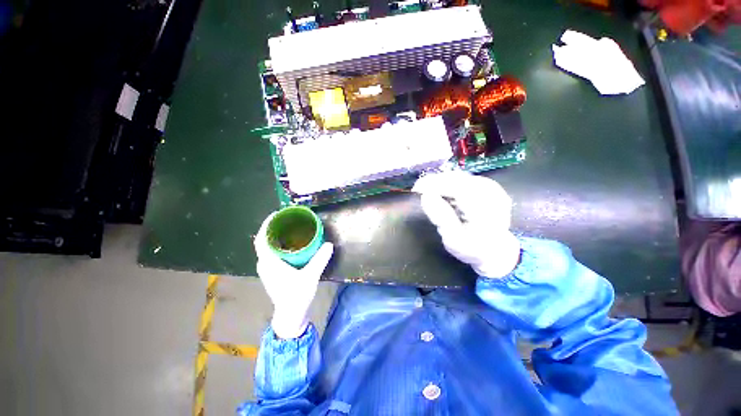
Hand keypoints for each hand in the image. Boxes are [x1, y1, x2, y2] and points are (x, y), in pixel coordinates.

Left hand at [254, 213, 333, 338]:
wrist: (290, 315)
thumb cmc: (297, 296)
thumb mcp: (310, 277)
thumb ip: (319, 260)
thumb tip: (329, 244)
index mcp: (269, 261)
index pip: (261, 238)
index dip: (266, 224)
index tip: (276, 214)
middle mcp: (263, 264)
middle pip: (263, 242)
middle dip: (272, 230)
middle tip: (286, 221)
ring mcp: (265, 271)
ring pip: (265, 250)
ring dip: (273, 239)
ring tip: (287, 231)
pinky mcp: (269, 276)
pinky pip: (268, 256)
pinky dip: (275, 249)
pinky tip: (287, 249)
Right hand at [413, 171, 520, 277]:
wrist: (497, 252)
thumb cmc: (473, 249)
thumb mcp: (454, 240)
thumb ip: (441, 217)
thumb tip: (426, 195)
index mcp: (484, 208)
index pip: (455, 186)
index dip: (434, 184)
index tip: (416, 190)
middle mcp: (492, 193)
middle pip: (459, 179)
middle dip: (438, 183)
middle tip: (421, 192)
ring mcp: (494, 188)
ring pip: (463, 178)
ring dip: (447, 183)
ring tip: (434, 194)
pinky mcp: (493, 187)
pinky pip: (469, 180)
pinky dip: (456, 185)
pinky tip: (451, 195)